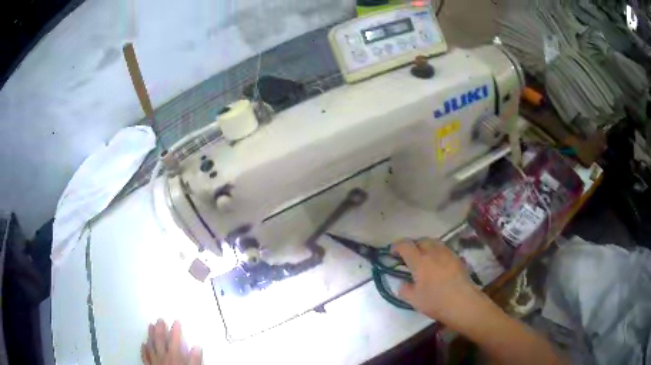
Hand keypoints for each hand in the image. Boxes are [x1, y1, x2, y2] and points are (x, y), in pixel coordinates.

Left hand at [141, 319, 201, 364]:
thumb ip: (195, 359)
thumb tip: (197, 346)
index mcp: (174, 355)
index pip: (174, 339)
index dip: (175, 329)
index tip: (176, 320)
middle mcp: (162, 355)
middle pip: (160, 339)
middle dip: (160, 328)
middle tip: (160, 319)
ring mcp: (154, 360)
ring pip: (151, 345)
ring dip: (150, 335)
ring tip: (150, 325)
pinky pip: (145, 355)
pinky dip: (144, 349)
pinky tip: (143, 344)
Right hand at [393, 239, 486, 329]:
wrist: (463, 303)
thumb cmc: (436, 302)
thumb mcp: (414, 300)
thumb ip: (405, 289)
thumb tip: (404, 283)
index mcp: (420, 261)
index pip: (405, 245)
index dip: (396, 246)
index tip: (392, 253)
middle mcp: (433, 252)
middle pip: (421, 240)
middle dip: (412, 245)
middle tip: (408, 256)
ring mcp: (447, 254)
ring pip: (434, 242)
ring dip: (425, 246)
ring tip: (423, 258)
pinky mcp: (457, 258)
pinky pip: (443, 249)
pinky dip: (436, 252)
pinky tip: (437, 264)